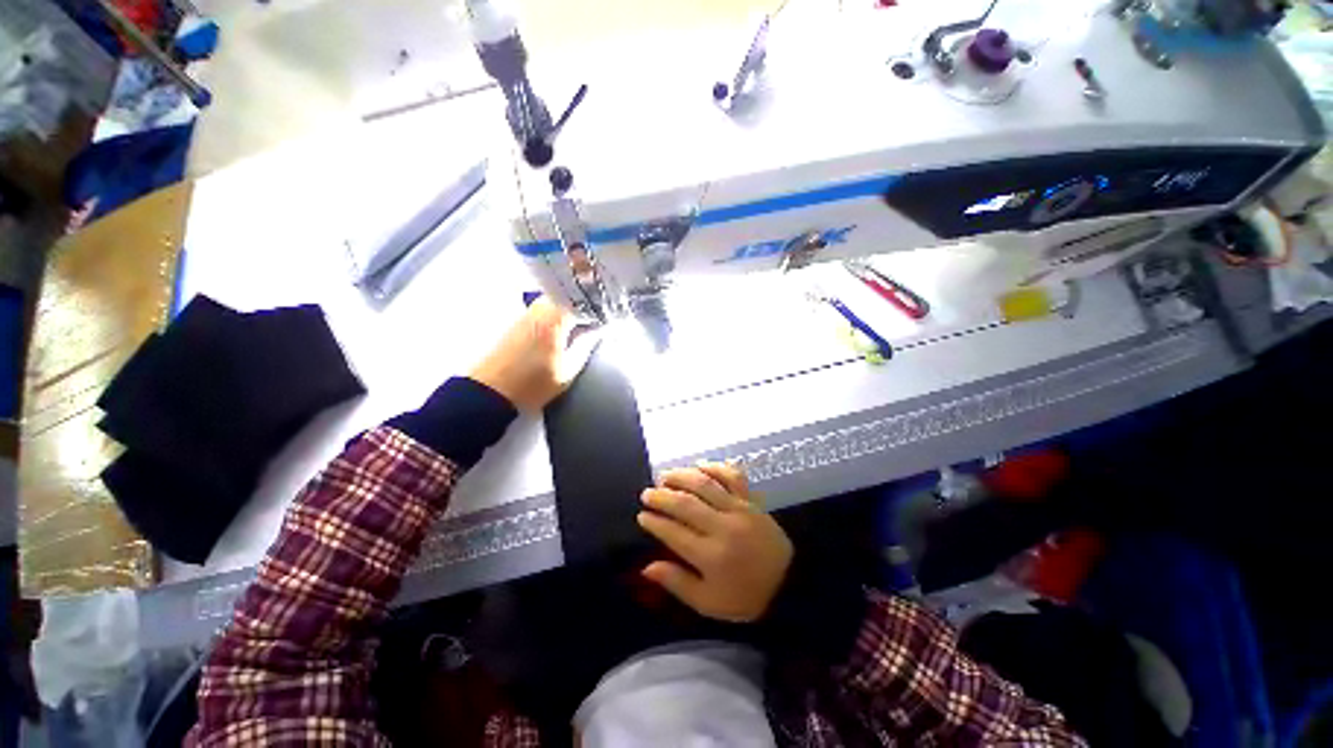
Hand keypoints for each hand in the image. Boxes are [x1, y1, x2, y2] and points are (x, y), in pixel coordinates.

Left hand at [469, 297, 598, 411]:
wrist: (493, 391)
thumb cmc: (534, 383)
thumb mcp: (569, 369)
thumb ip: (587, 345)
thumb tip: (600, 329)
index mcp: (555, 317)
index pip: (585, 300)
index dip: (601, 306)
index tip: (612, 315)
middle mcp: (540, 308)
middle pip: (570, 296)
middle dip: (587, 305)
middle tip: (601, 319)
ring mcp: (528, 313)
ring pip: (557, 301)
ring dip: (573, 309)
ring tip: (586, 324)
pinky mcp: (520, 321)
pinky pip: (546, 310)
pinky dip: (560, 315)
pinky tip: (567, 329)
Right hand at [638, 463, 793, 622]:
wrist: (789, 584)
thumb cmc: (745, 597)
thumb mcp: (708, 603)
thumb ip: (677, 583)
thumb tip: (647, 568)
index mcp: (711, 556)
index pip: (674, 533)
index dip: (655, 522)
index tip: (642, 515)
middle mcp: (723, 527)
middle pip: (686, 504)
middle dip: (662, 496)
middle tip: (647, 493)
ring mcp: (739, 510)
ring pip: (706, 484)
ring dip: (682, 476)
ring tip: (665, 476)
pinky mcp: (751, 500)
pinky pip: (733, 476)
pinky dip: (715, 467)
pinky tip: (700, 465)